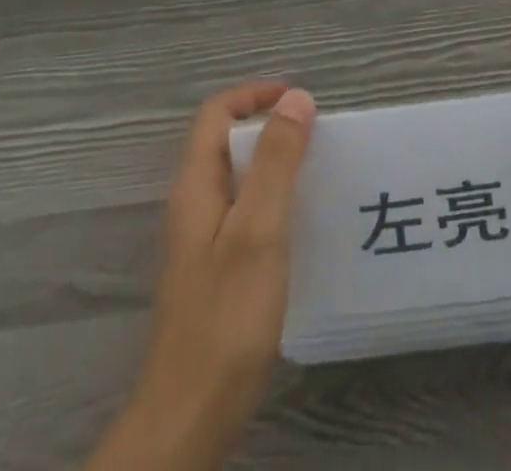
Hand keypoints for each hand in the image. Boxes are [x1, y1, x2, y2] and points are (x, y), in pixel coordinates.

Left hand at [87, 82, 316, 470]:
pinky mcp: (217, 271)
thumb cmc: (226, 316)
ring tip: (320, 173)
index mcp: (196, 186)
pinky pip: (247, 213)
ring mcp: (204, 241)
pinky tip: (304, 226)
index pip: (217, 114)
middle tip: (319, 136)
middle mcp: (195, 205)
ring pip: (239, 179)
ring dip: (275, 165)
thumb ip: (276, 161)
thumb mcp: (258, 229)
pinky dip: (275, 201)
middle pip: (227, 143)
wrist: (190, 415)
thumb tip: (295, 98)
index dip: (254, 95)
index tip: (299, 99)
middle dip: (270, 128)